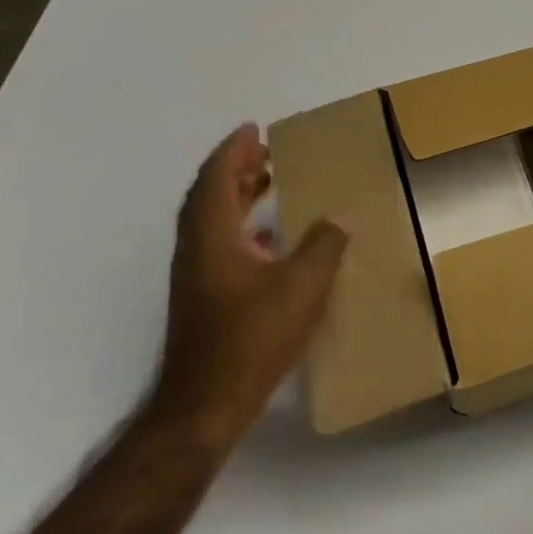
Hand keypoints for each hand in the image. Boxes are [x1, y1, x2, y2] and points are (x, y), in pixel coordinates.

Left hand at [154, 124, 346, 446]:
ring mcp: (197, 277)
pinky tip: (272, 239)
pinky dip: (242, 227)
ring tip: (270, 183)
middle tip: (266, 151)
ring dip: (238, 196)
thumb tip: (335, 220)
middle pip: (210, 196)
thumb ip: (323, 245)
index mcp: (212, 237)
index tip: (253, 128)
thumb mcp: (302, 286)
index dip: (234, 150)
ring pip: (213, 221)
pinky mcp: (204, 299)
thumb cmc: (252, 337)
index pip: (216, 179)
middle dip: (236, 169)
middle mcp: (197, 250)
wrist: (206, 405)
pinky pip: (220, 244)